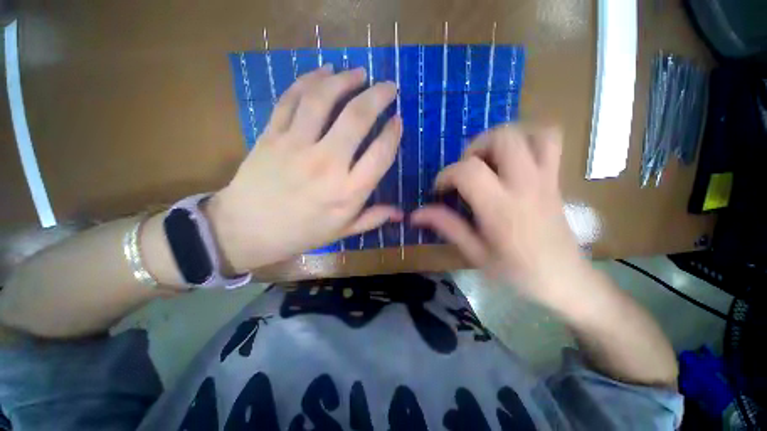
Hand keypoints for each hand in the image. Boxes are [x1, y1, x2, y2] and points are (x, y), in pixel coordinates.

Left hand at [207, 65, 402, 272]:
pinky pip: (291, 99)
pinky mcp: (272, 135)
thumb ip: (373, 218)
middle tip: (389, 86)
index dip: (393, 134)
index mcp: (347, 192)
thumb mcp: (342, 231)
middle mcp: (326, 164)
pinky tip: (324, 71)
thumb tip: (401, 214)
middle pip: (356, 118)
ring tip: (359, 73)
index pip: (380, 154)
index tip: (398, 121)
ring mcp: (296, 146)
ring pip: (323, 99)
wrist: (248, 229)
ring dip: (345, 80)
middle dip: (378, 96)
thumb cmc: (302, 232)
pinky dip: (309, 80)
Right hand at [411, 125, 588, 306]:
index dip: (446, 175)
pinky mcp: (555, 179)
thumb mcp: (474, 253)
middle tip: (465, 170)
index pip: (468, 171)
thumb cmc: (516, 272)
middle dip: (474, 148)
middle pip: (502, 138)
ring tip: (487, 161)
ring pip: (529, 133)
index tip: (440, 190)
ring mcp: (545, 178)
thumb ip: (446, 226)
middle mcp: (525, 185)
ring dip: (501, 140)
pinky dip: (527, 140)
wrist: (565, 280)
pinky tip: (511, 161)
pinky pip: (549, 141)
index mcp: (501, 208)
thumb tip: (415, 214)